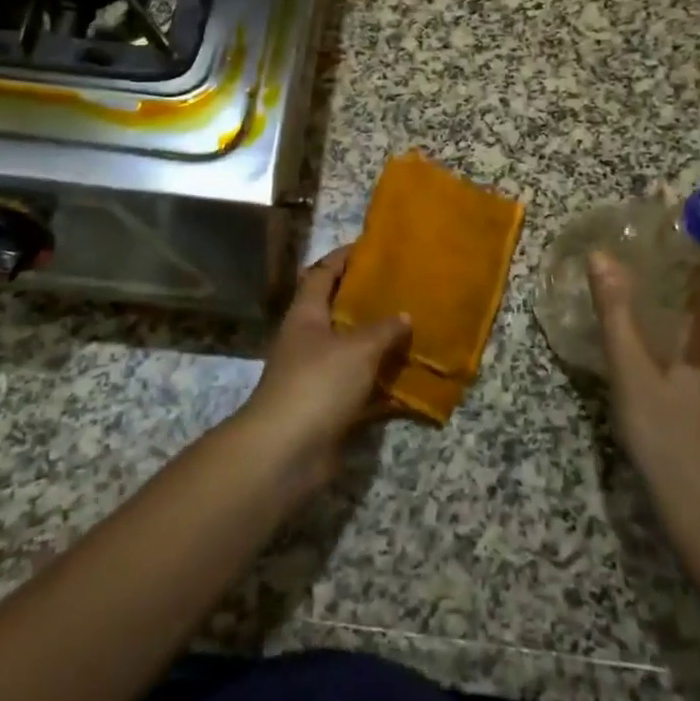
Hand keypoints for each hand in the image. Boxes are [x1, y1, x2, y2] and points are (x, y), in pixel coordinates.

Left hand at [237, 245, 410, 499]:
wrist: (286, 452)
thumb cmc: (318, 383)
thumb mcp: (357, 348)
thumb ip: (383, 330)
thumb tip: (404, 316)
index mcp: (306, 315)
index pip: (322, 273)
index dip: (343, 258)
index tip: (371, 248)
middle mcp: (308, 341)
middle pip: (338, 312)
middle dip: (368, 301)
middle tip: (403, 290)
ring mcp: (316, 377)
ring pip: (352, 352)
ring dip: (378, 345)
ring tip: (413, 332)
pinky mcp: (328, 409)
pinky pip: (360, 390)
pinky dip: (382, 387)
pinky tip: (411, 383)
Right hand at [587, 251, 699, 519]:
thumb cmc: (670, 432)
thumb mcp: (632, 369)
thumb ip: (616, 310)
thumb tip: (602, 255)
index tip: (671, 202)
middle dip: (693, 243)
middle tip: (649, 225)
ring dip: (691, 272)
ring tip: (647, 256)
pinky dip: (689, 300)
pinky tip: (655, 310)